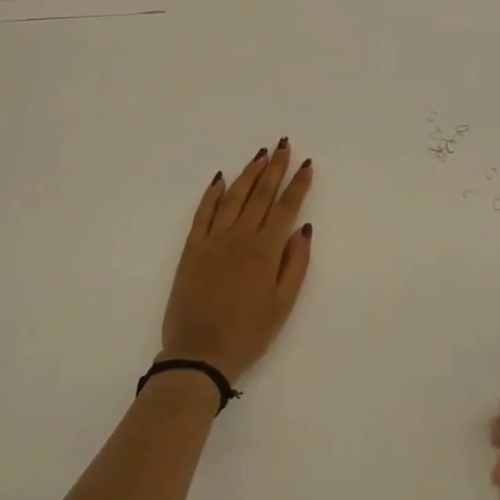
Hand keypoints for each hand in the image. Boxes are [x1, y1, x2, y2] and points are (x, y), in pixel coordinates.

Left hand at [161, 140, 314, 382]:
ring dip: (248, 173)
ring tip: (260, 154)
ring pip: (234, 197)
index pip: (286, 208)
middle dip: (274, 168)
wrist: (199, 354)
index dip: (298, 185)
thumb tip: (303, 228)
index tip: (307, 164)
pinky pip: (203, 213)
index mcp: (265, 251)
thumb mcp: (283, 305)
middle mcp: (239, 237)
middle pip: (260, 194)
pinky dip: (213, 193)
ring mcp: (212, 240)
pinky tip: (221, 178)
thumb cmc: (248, 334)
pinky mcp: (192, 249)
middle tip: (283, 145)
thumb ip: (295, 264)